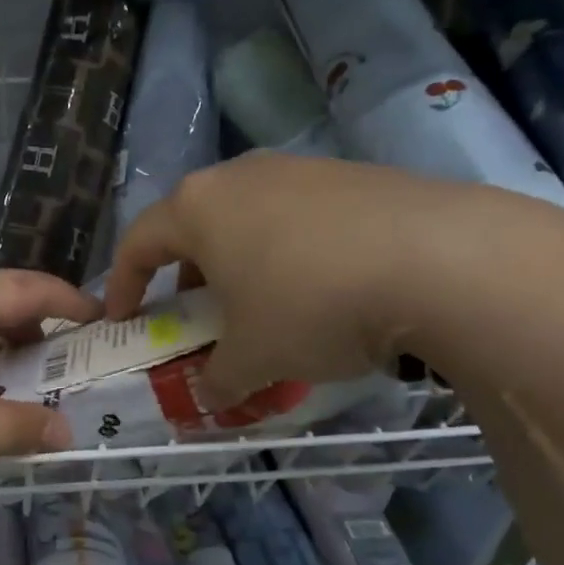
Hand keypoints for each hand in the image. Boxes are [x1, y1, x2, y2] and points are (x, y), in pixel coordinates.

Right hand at [102, 155, 524, 406]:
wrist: (440, 262)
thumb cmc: (311, 306)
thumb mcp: (252, 358)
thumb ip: (217, 379)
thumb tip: (209, 394)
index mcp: (199, 208)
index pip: (139, 242)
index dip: (123, 284)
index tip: (123, 319)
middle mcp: (244, 176)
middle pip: (194, 225)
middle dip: (186, 276)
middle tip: (194, 318)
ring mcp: (303, 170)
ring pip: (249, 221)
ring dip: (240, 266)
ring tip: (260, 310)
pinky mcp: (355, 178)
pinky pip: (300, 220)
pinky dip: (290, 257)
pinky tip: (321, 294)